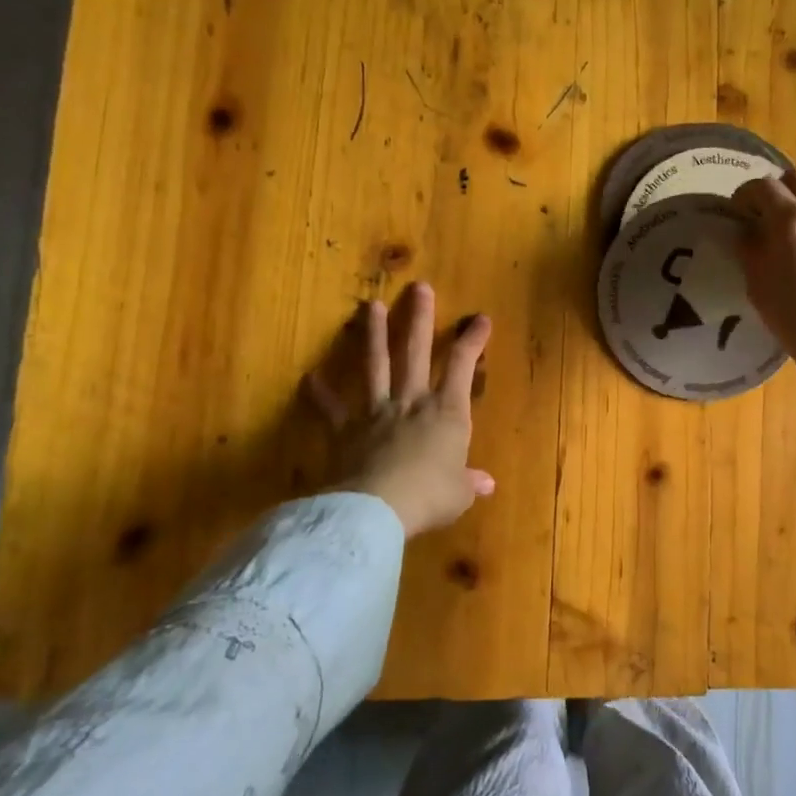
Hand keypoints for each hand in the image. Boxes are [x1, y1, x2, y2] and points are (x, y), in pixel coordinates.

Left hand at [302, 282, 493, 537]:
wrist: (378, 509)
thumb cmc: (429, 497)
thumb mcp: (459, 494)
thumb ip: (469, 482)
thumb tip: (487, 483)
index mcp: (447, 413)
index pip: (462, 366)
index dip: (472, 340)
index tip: (480, 318)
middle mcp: (412, 402)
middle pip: (415, 351)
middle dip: (419, 317)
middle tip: (418, 287)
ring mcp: (376, 413)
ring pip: (376, 366)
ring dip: (372, 335)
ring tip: (370, 305)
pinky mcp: (346, 431)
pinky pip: (331, 410)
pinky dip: (319, 394)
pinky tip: (309, 377)